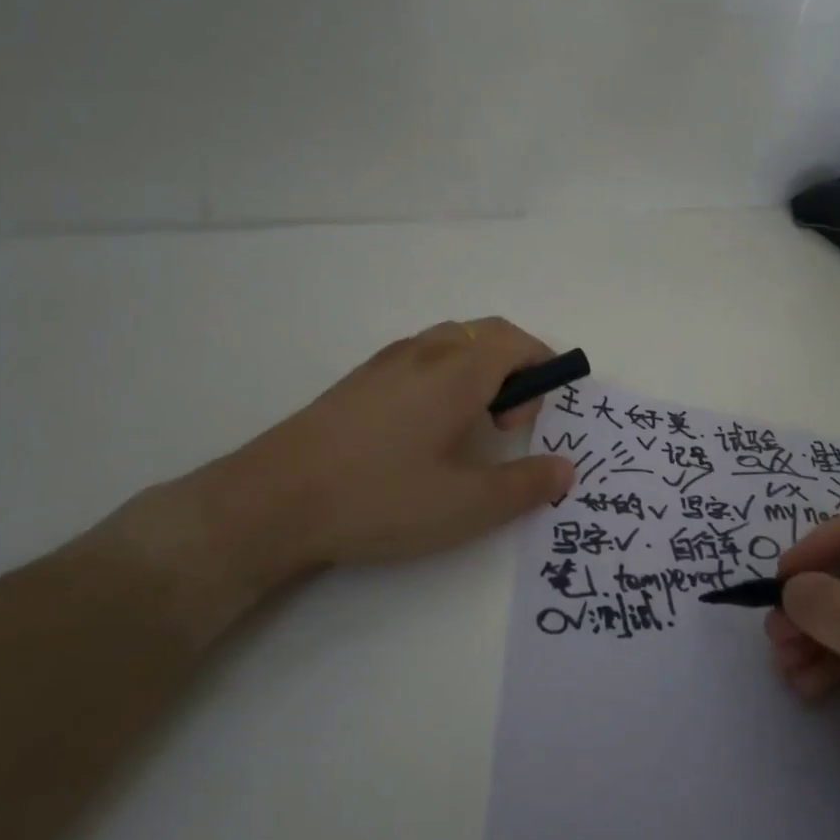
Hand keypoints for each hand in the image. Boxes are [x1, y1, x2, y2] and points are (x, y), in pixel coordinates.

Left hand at [166, 318, 573, 611]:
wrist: (273, 501)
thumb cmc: (381, 498)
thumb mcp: (467, 505)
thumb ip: (525, 485)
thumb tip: (566, 469)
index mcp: (457, 371)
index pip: (517, 342)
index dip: (544, 368)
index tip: (539, 417)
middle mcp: (424, 353)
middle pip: (486, 334)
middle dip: (516, 366)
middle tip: (511, 422)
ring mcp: (385, 363)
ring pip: (451, 342)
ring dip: (479, 369)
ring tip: (472, 425)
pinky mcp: (358, 381)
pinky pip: (421, 358)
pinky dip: (446, 376)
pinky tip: (427, 430)